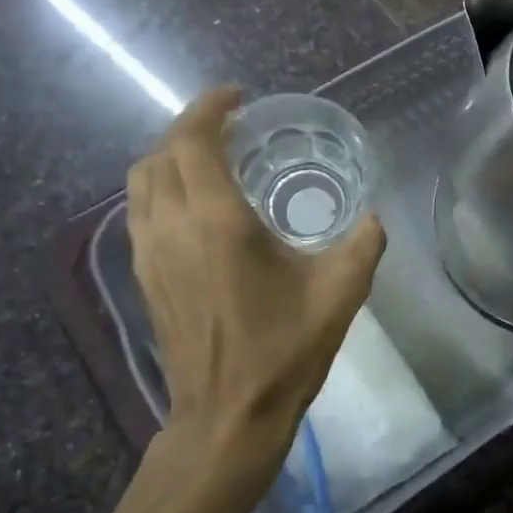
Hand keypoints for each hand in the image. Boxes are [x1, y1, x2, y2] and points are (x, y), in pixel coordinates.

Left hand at [127, 87, 384, 493]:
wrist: (226, 415)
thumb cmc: (283, 349)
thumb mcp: (341, 292)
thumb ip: (364, 243)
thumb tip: (371, 218)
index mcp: (217, 222)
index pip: (194, 141)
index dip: (210, 108)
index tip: (238, 97)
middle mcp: (172, 227)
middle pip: (160, 154)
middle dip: (190, 127)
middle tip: (231, 126)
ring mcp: (150, 254)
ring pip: (141, 182)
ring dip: (171, 156)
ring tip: (211, 158)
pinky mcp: (145, 277)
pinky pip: (141, 212)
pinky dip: (163, 189)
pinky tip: (197, 207)